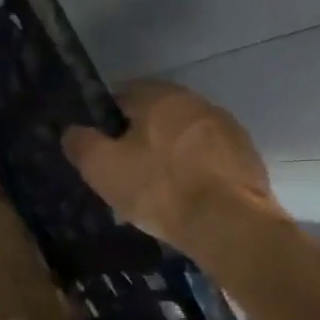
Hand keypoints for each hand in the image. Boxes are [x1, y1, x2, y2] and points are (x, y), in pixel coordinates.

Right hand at [63, 82, 282, 254]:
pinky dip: (193, 171)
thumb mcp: (102, 167)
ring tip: (153, 188)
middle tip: (122, 168)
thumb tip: (73, 130)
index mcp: (161, 97)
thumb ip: (81, 142)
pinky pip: (207, 159)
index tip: (97, 144)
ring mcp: (228, 129)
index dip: (104, 118)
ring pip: (183, 137)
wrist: (229, 224)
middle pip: (156, 116)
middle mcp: (197, 103)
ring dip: (167, 154)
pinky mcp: (247, 158)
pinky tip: (183, 198)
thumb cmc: (158, 188)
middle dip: (138, 137)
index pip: (122, 95)